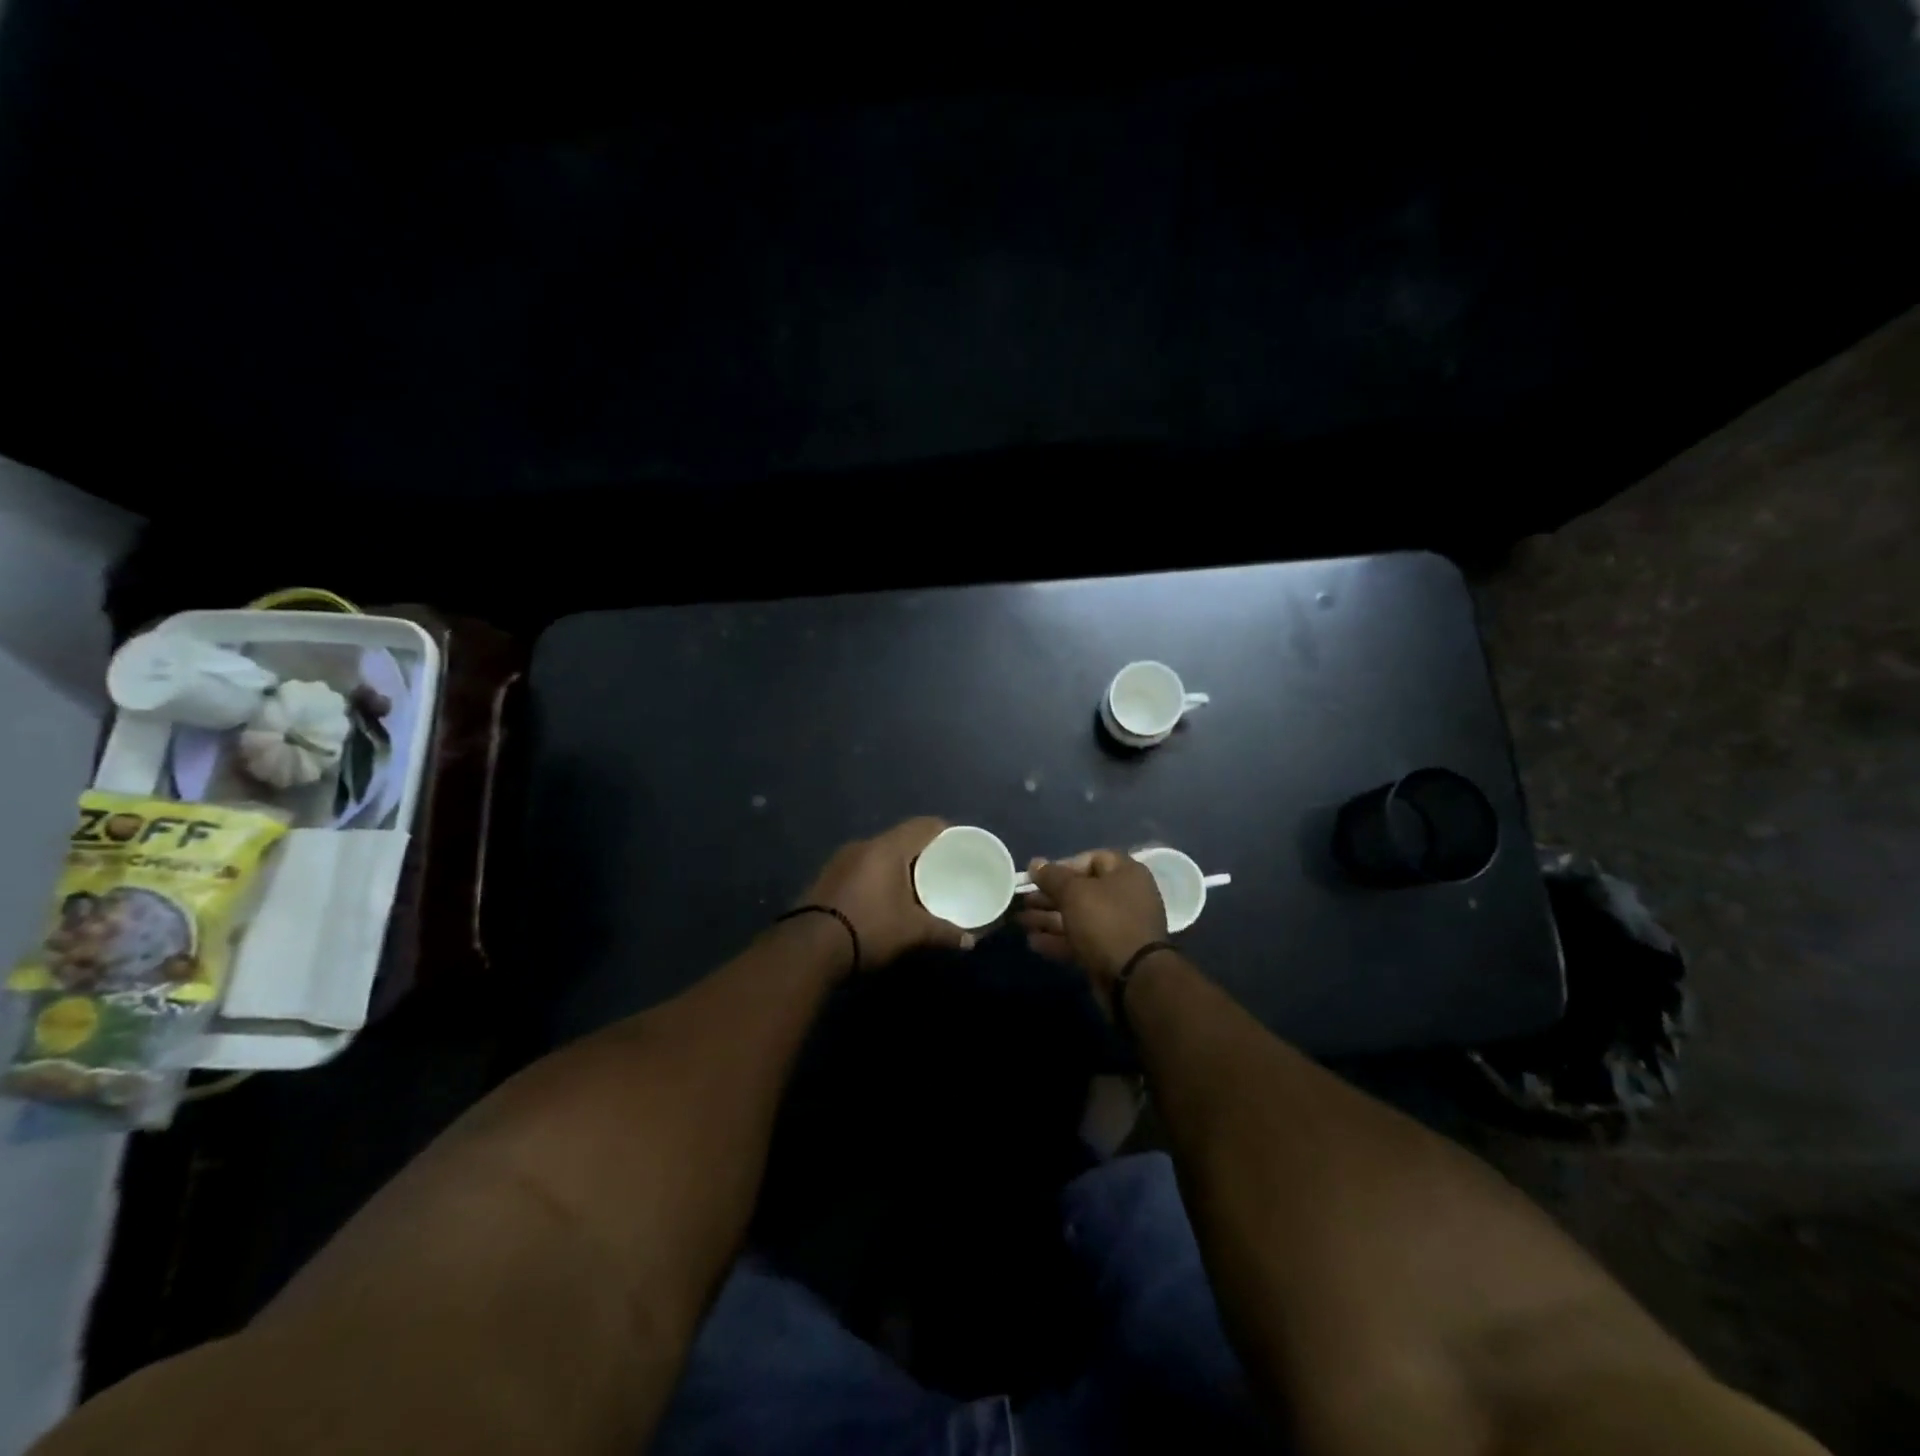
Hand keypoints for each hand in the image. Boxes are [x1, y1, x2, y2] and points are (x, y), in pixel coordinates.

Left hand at [800, 817, 972, 970]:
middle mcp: (863, 845)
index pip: (923, 825)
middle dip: (923, 851)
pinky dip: (878, 875)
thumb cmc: (869, 928)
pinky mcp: (827, 877)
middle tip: (943, 868)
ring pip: (879, 853)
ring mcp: (840, 860)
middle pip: (901, 838)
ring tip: (916, 884)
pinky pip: (862, 867)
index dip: (945, 831)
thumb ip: (943, 932)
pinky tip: (885, 896)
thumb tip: (970, 941)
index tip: (960, 844)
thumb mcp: (912, 932)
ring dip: (898, 864)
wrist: (808, 949)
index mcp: (887, 847)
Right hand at [1017, 850, 1168, 995]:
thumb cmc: (1105, 922)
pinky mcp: (1110, 953)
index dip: (1064, 865)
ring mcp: (1118, 927)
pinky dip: (1058, 940)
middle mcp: (1125, 897)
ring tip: (1021, 922)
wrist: (1133, 979)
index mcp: (1126, 874)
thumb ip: (1052, 877)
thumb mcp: (1074, 893)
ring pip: (1078, 917)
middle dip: (1049, 896)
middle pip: (1081, 890)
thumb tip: (1036, 863)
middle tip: (1024, 901)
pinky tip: (1033, 942)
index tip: (1041, 877)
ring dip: (1048, 919)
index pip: (1092, 859)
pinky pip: (1081, 940)